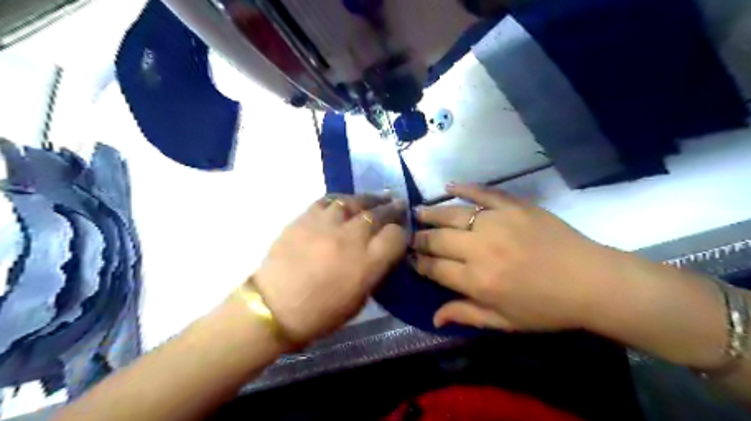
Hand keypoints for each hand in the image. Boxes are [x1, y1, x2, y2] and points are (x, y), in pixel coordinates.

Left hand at [252, 194, 407, 345]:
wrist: (273, 307)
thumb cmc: (320, 314)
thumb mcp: (359, 300)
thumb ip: (374, 272)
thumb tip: (381, 253)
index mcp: (368, 262)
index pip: (396, 236)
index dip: (401, 233)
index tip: (400, 233)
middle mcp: (351, 237)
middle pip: (379, 214)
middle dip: (392, 208)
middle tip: (398, 203)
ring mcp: (327, 224)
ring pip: (354, 201)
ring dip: (369, 199)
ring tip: (377, 197)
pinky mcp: (305, 217)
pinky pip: (328, 200)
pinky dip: (341, 199)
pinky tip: (346, 201)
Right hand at [413, 184, 619, 331]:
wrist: (592, 282)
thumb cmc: (547, 308)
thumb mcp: (505, 321)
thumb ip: (467, 315)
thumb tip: (434, 316)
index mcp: (477, 281)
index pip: (435, 268)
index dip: (419, 263)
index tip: (411, 259)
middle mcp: (480, 249)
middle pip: (438, 240)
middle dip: (419, 239)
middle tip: (411, 237)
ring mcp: (496, 223)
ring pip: (452, 215)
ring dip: (431, 213)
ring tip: (417, 212)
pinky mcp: (513, 206)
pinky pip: (482, 193)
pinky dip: (464, 188)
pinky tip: (448, 186)